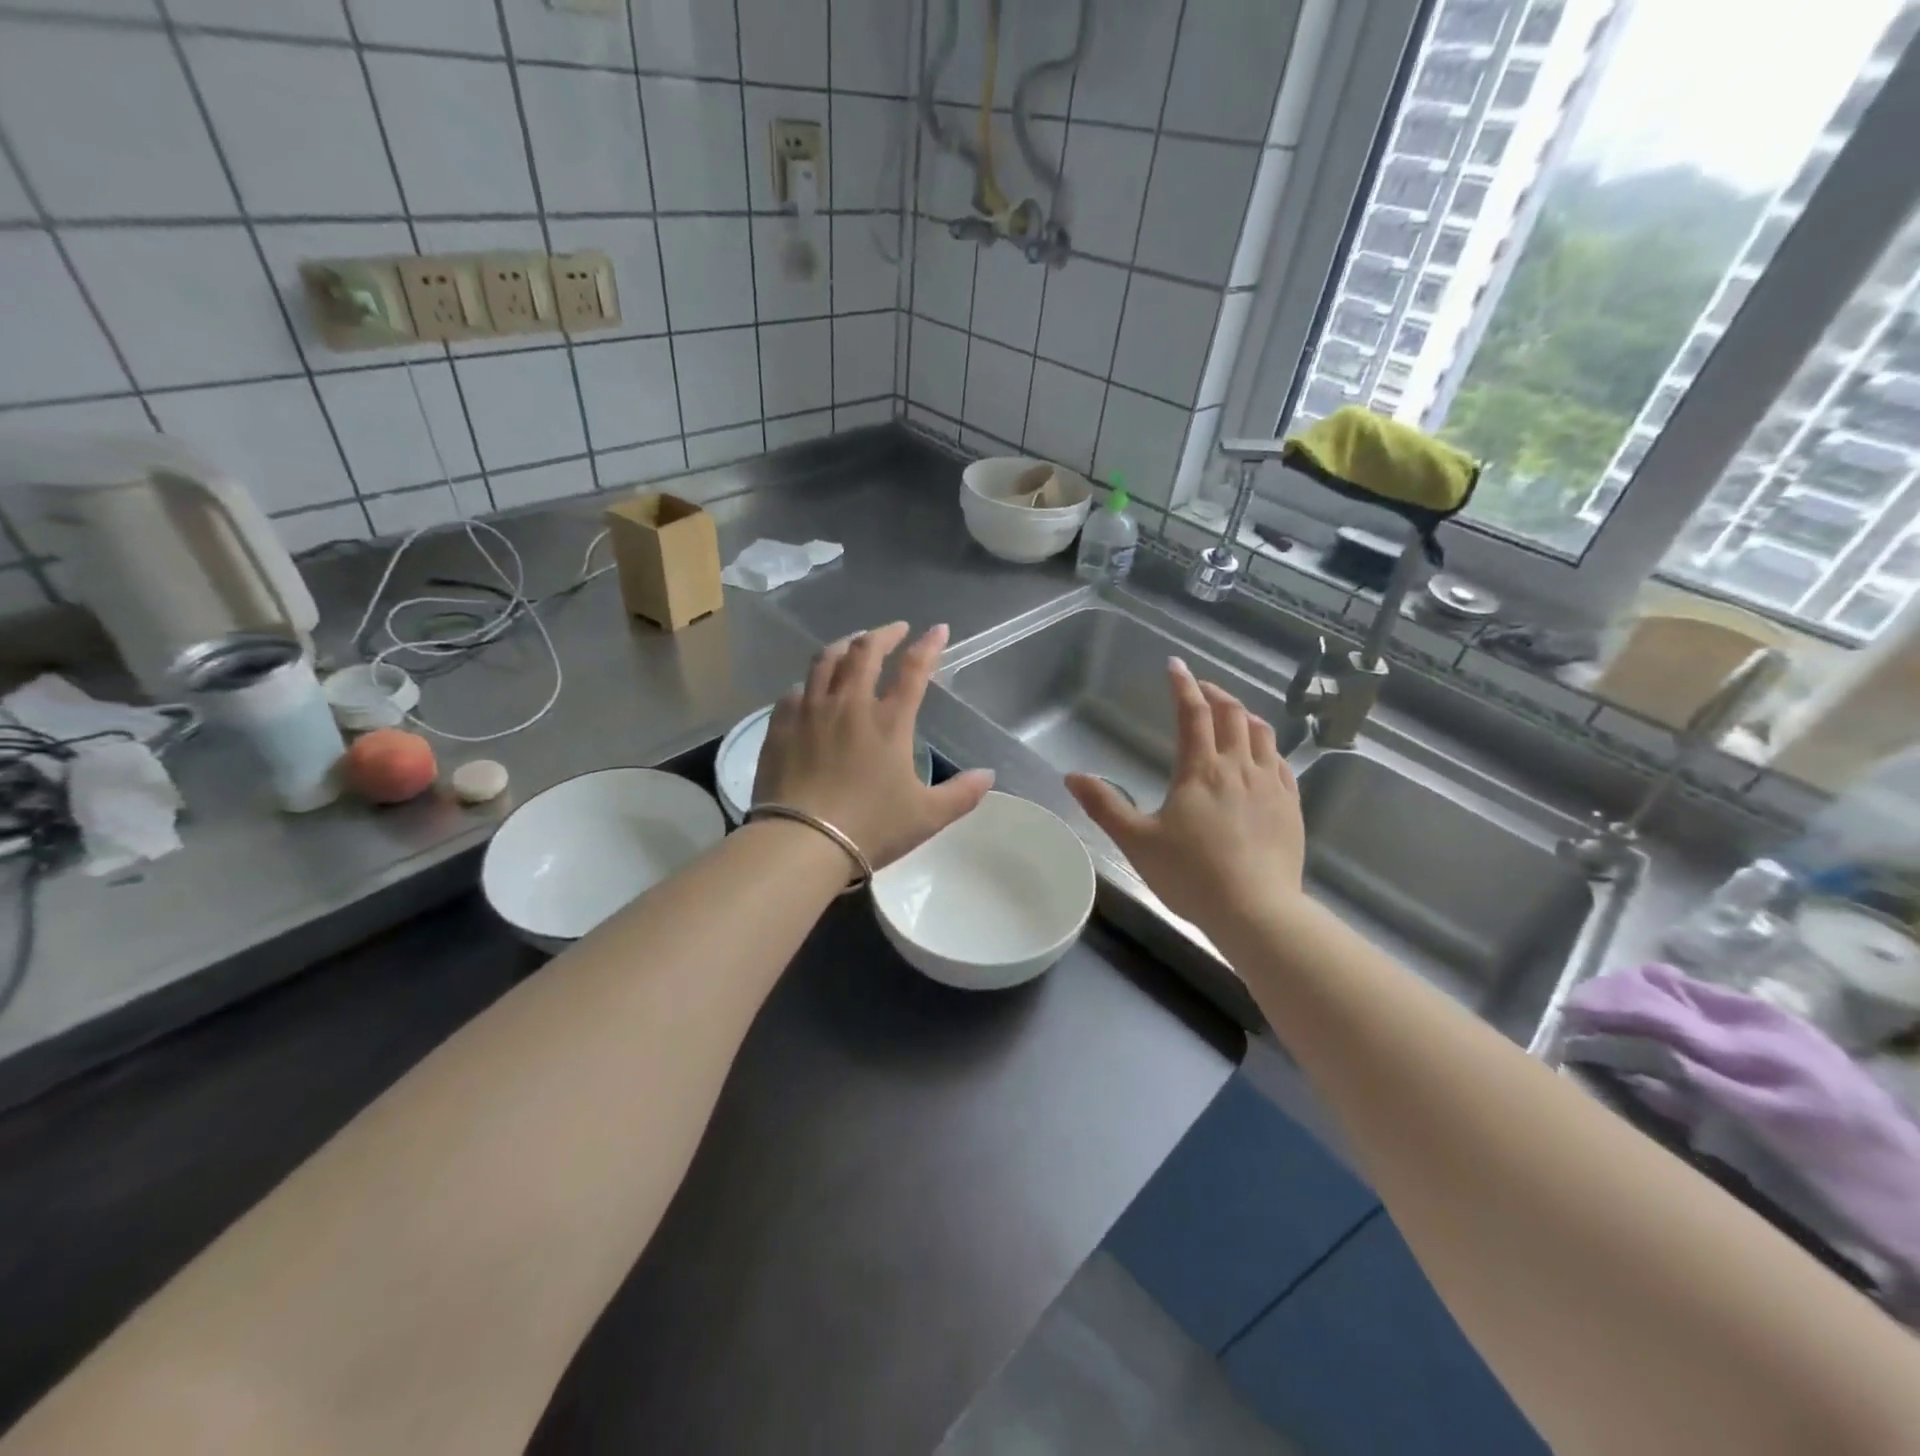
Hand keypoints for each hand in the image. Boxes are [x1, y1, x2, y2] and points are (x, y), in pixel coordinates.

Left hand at [754, 622, 993, 869]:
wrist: (802, 842)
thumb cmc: (870, 827)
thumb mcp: (926, 816)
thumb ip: (961, 794)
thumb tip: (988, 775)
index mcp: (889, 722)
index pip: (913, 670)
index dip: (928, 646)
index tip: (938, 630)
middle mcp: (850, 704)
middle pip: (865, 651)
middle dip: (884, 634)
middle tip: (895, 630)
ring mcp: (811, 711)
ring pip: (826, 660)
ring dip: (845, 645)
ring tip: (853, 643)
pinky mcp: (781, 725)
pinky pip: (795, 690)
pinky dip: (810, 682)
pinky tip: (811, 688)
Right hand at [1066, 658, 1304, 933]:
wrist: (1257, 912)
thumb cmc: (1191, 875)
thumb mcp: (1136, 841)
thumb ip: (1104, 806)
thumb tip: (1071, 776)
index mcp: (1201, 770)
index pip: (1193, 713)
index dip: (1183, 685)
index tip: (1175, 665)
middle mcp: (1240, 767)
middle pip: (1232, 715)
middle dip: (1215, 694)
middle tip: (1200, 689)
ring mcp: (1271, 785)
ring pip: (1263, 734)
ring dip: (1244, 716)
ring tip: (1232, 715)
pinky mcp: (1291, 807)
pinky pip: (1283, 763)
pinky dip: (1268, 747)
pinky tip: (1263, 757)